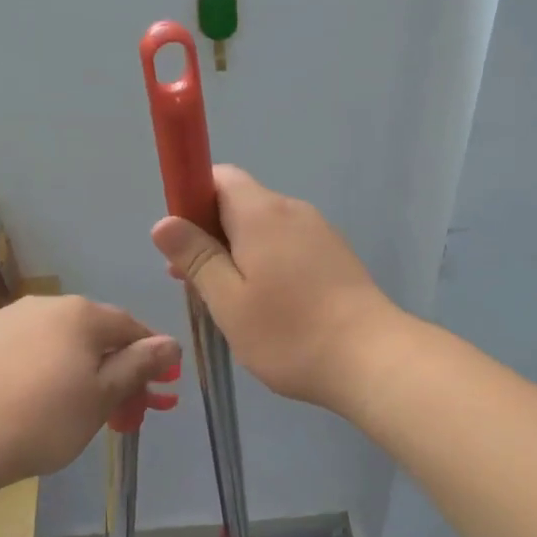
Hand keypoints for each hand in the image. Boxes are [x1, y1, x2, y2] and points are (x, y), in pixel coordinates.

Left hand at [0, 296, 179, 480]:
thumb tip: (171, 343)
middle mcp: (43, 305)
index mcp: (81, 314)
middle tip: (113, 409)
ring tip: (63, 407)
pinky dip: (29, 368)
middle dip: (109, 367)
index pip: (130, 327)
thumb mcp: (103, 397)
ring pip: (51, 340)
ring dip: (69, 366)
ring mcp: (2, 318)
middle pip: (90, 333)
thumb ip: (139, 365)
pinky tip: (21, 400)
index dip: (148, 357)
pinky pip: (15, 350)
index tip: (155, 389)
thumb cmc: (45, 419)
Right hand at [150, 166, 399, 410]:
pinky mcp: (336, 257)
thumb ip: (196, 257)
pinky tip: (266, 306)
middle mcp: (293, 211)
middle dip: (210, 234)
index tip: (180, 241)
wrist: (372, 358)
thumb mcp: (228, 301)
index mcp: (262, 213)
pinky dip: (267, 263)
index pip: (219, 177)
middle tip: (193, 282)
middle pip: (241, 203)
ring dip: (238, 253)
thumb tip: (164, 221)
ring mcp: (320, 233)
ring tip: (227, 301)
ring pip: (265, 229)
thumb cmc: (289, 333)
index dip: (191, 198)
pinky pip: (289, 246)